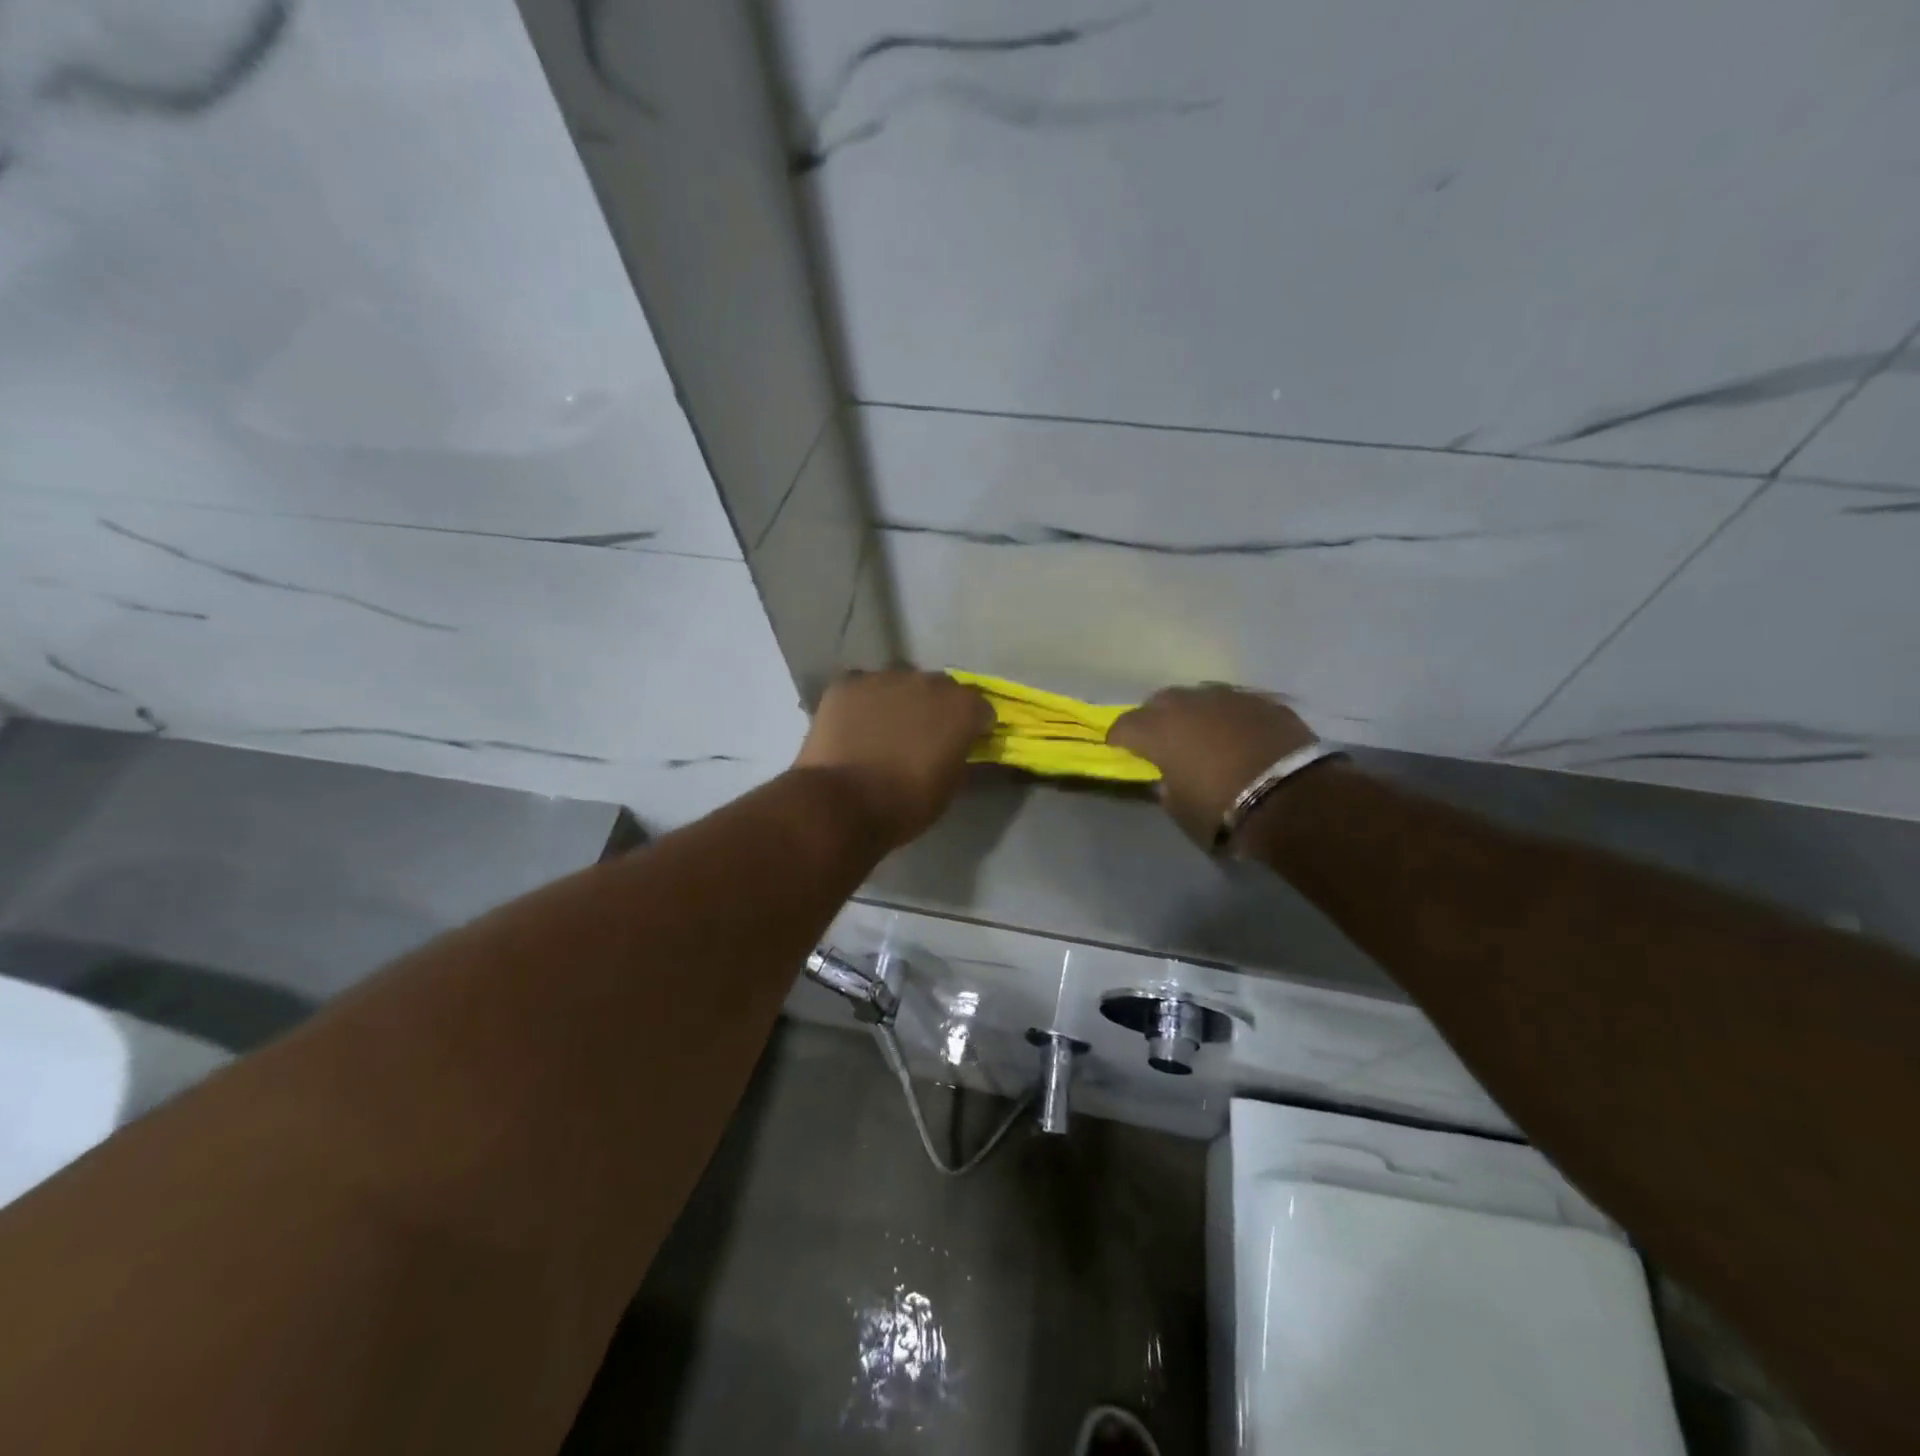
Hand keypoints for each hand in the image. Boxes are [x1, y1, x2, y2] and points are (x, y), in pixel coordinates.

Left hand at [793, 669, 994, 848]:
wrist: (843, 803)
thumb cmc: (905, 803)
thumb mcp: (949, 787)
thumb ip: (959, 756)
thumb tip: (958, 747)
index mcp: (961, 707)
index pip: (980, 707)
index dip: (974, 726)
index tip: (965, 743)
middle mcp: (927, 682)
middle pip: (940, 688)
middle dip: (936, 708)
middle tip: (922, 736)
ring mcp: (885, 678)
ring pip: (899, 684)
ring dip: (899, 701)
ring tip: (884, 729)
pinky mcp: (848, 683)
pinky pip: (863, 687)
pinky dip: (863, 702)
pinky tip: (854, 725)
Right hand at [1107, 684, 1316, 846]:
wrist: (1293, 797)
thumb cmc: (1223, 809)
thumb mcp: (1180, 808)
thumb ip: (1166, 785)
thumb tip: (1168, 775)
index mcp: (1159, 730)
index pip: (1124, 725)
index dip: (1119, 738)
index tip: (1120, 748)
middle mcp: (1188, 704)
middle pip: (1160, 701)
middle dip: (1155, 717)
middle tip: (1161, 738)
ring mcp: (1228, 697)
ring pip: (1199, 697)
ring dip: (1194, 713)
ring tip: (1201, 733)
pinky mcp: (1263, 701)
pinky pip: (1234, 704)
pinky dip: (1228, 717)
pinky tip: (1236, 734)